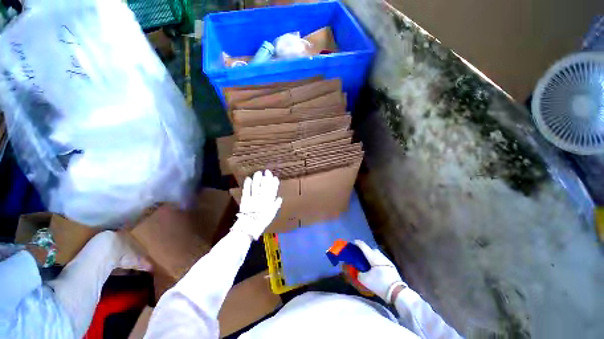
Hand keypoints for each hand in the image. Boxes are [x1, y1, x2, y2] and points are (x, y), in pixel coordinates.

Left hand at [231, 170, 282, 239]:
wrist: (250, 226)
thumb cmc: (262, 221)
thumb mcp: (272, 214)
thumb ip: (276, 205)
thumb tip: (280, 198)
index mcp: (269, 201)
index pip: (273, 190)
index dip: (274, 183)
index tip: (274, 177)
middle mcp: (262, 198)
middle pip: (265, 186)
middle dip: (266, 178)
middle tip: (267, 171)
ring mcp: (253, 198)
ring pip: (256, 186)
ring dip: (257, 179)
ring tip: (258, 173)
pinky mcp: (245, 199)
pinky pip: (246, 190)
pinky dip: (247, 184)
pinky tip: (248, 178)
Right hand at [355, 240, 405, 302]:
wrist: (397, 292)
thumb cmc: (380, 284)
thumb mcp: (365, 280)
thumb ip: (359, 274)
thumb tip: (358, 272)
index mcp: (374, 258)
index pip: (364, 247)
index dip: (358, 243)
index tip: (354, 242)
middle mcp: (381, 257)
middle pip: (372, 249)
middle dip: (366, 250)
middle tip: (361, 255)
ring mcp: (388, 261)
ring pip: (378, 254)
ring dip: (372, 256)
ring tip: (368, 262)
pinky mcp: (392, 267)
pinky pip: (382, 260)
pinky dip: (377, 261)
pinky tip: (376, 268)